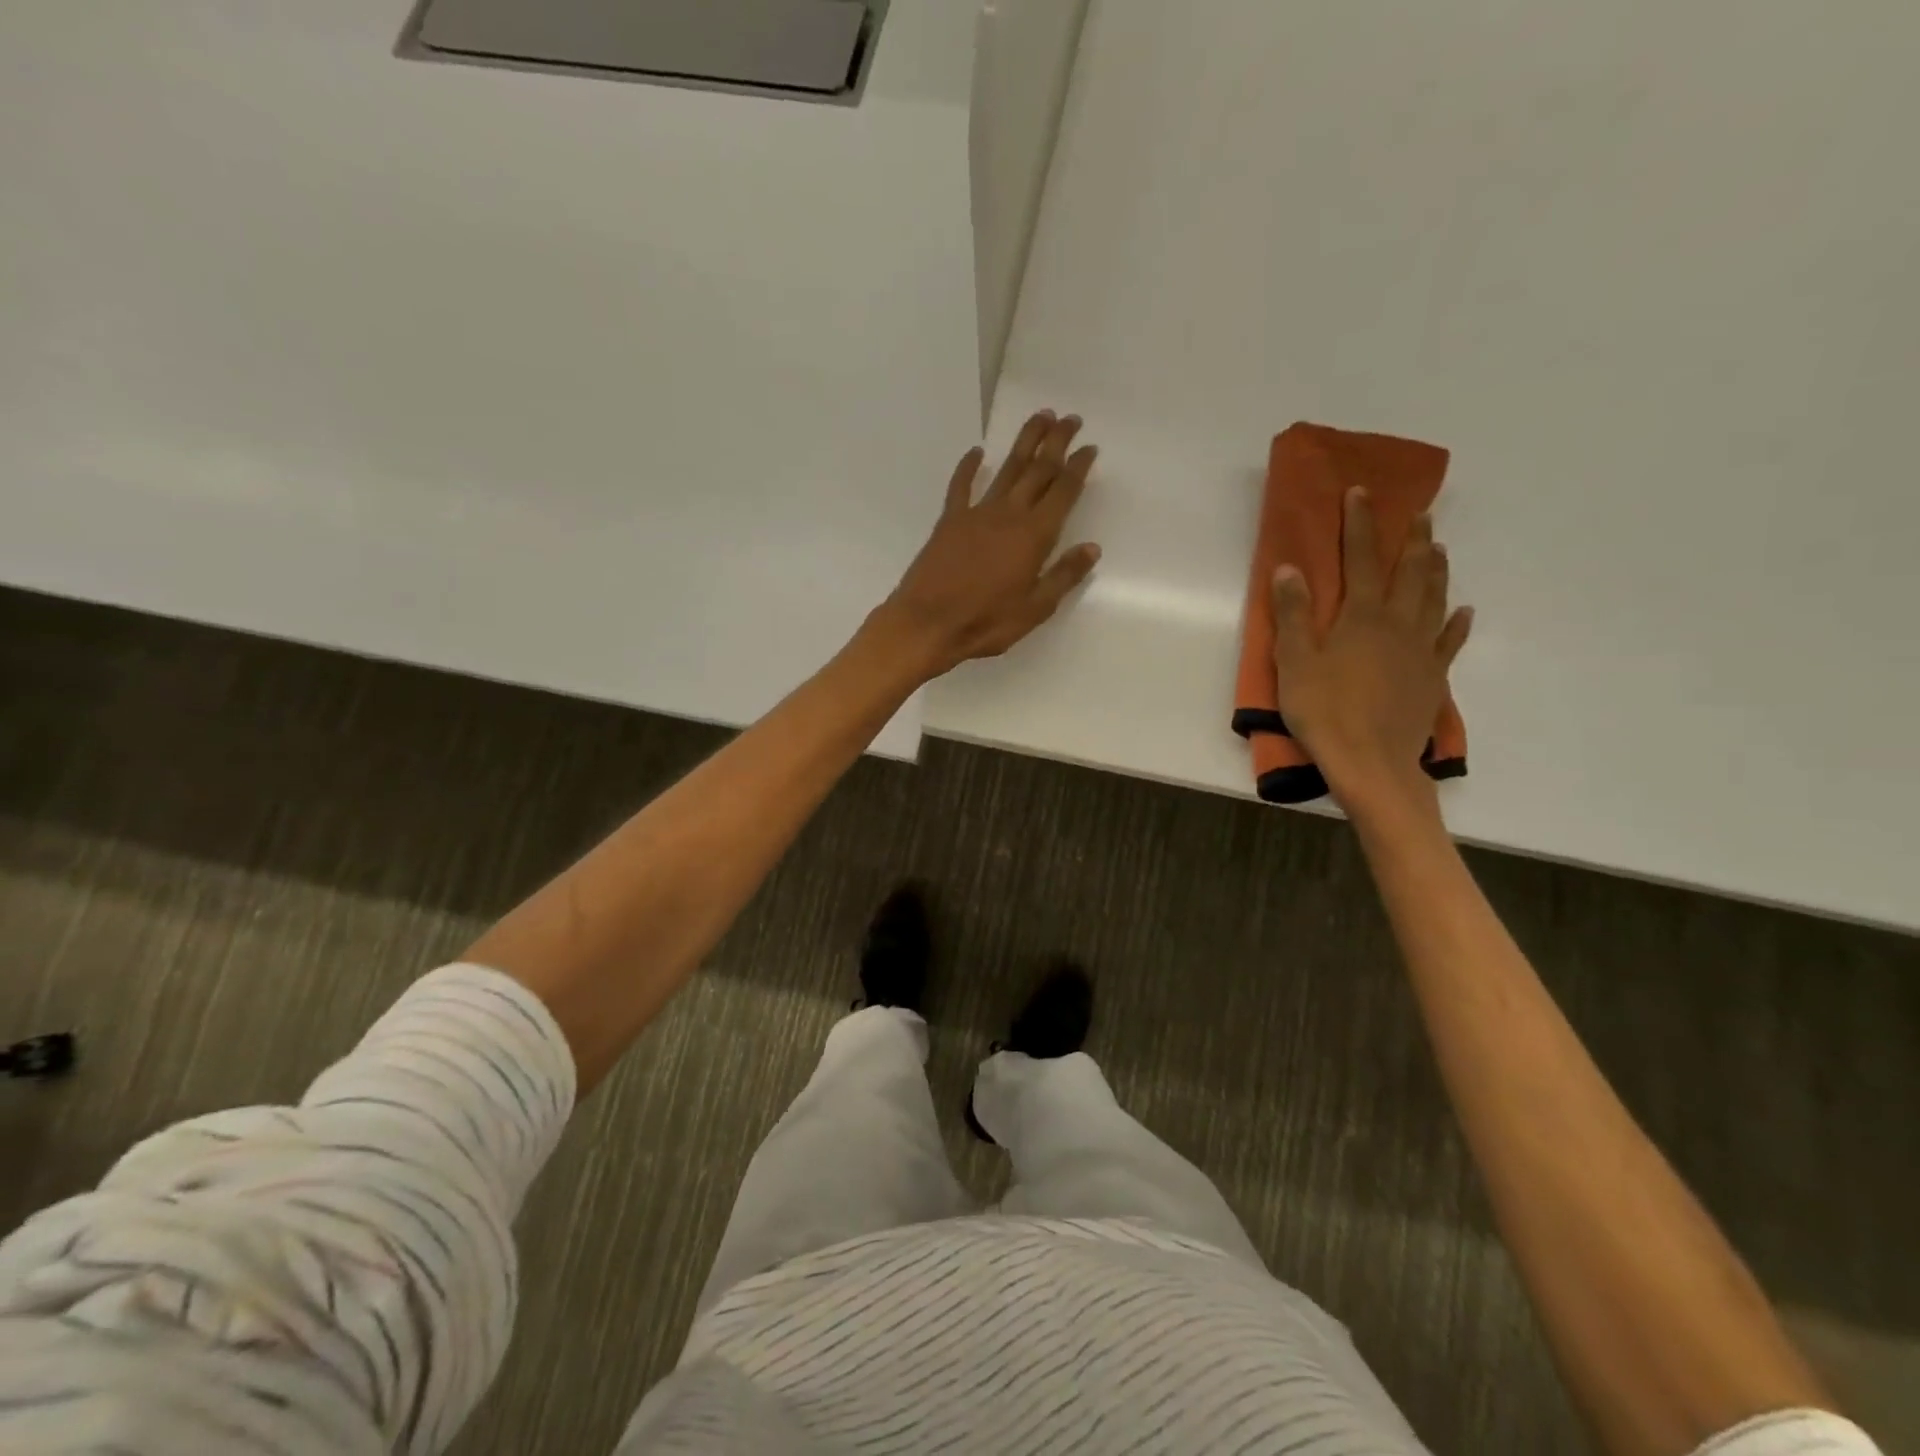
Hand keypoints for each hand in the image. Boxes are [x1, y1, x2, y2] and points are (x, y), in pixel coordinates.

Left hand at [874, 410, 1101, 678]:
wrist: (927, 623)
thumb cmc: (985, 622)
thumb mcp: (1035, 608)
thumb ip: (1063, 576)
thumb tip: (1092, 548)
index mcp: (1034, 536)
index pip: (1063, 492)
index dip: (1078, 468)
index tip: (1090, 447)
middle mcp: (1008, 515)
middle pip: (1038, 470)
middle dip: (1056, 443)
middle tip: (1070, 419)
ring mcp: (976, 514)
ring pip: (1006, 469)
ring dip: (1024, 442)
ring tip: (1040, 418)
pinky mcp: (950, 521)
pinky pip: (961, 486)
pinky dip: (969, 467)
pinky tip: (977, 452)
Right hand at [1271, 488, 1472, 807]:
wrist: (1371, 761)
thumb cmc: (1325, 711)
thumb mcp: (1294, 662)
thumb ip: (1293, 615)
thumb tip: (1289, 569)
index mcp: (1362, 616)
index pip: (1360, 558)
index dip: (1360, 524)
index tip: (1361, 493)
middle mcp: (1398, 623)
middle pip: (1409, 571)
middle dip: (1411, 539)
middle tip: (1419, 513)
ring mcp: (1421, 650)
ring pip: (1434, 598)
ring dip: (1436, 569)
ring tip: (1439, 547)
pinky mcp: (1433, 677)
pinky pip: (1450, 642)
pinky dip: (1457, 623)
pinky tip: (1464, 611)